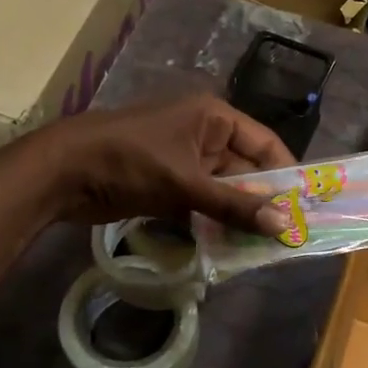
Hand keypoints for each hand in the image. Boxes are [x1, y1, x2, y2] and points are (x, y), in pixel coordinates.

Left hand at [37, 94, 294, 234]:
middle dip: (263, 202)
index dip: (286, 173)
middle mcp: (204, 136)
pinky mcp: (168, 186)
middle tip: (287, 237)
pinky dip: (215, 224)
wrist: (62, 172)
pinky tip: (231, 248)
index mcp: (213, 118)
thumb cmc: (129, 162)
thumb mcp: (185, 182)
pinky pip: (203, 205)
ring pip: (225, 192)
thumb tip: (284, 225)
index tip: (306, 206)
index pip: (265, 143)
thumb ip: (234, 205)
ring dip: (239, 218)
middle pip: (247, 171)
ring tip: (264, 248)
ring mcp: (185, 162)